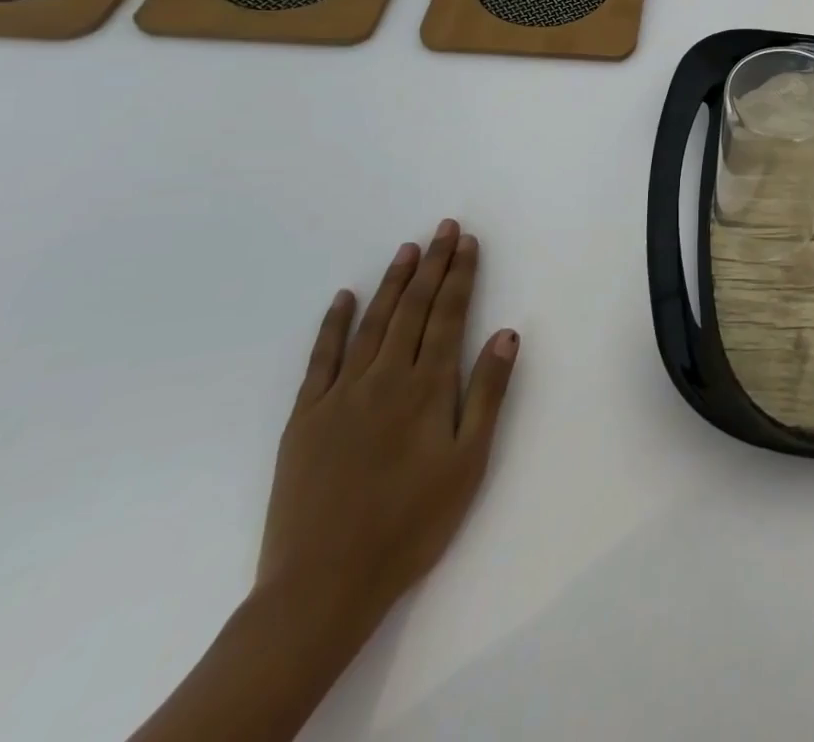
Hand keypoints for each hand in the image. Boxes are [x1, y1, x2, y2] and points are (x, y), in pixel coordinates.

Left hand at [255, 220, 519, 635]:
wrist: (323, 585)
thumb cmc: (411, 524)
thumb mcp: (468, 463)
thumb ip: (488, 394)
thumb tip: (506, 334)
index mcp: (428, 387)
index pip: (449, 314)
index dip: (461, 275)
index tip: (468, 241)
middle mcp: (385, 377)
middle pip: (413, 308)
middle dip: (432, 264)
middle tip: (443, 228)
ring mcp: (341, 394)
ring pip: (372, 323)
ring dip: (392, 282)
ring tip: (407, 249)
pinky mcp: (306, 417)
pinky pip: (321, 358)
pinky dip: (333, 324)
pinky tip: (343, 298)